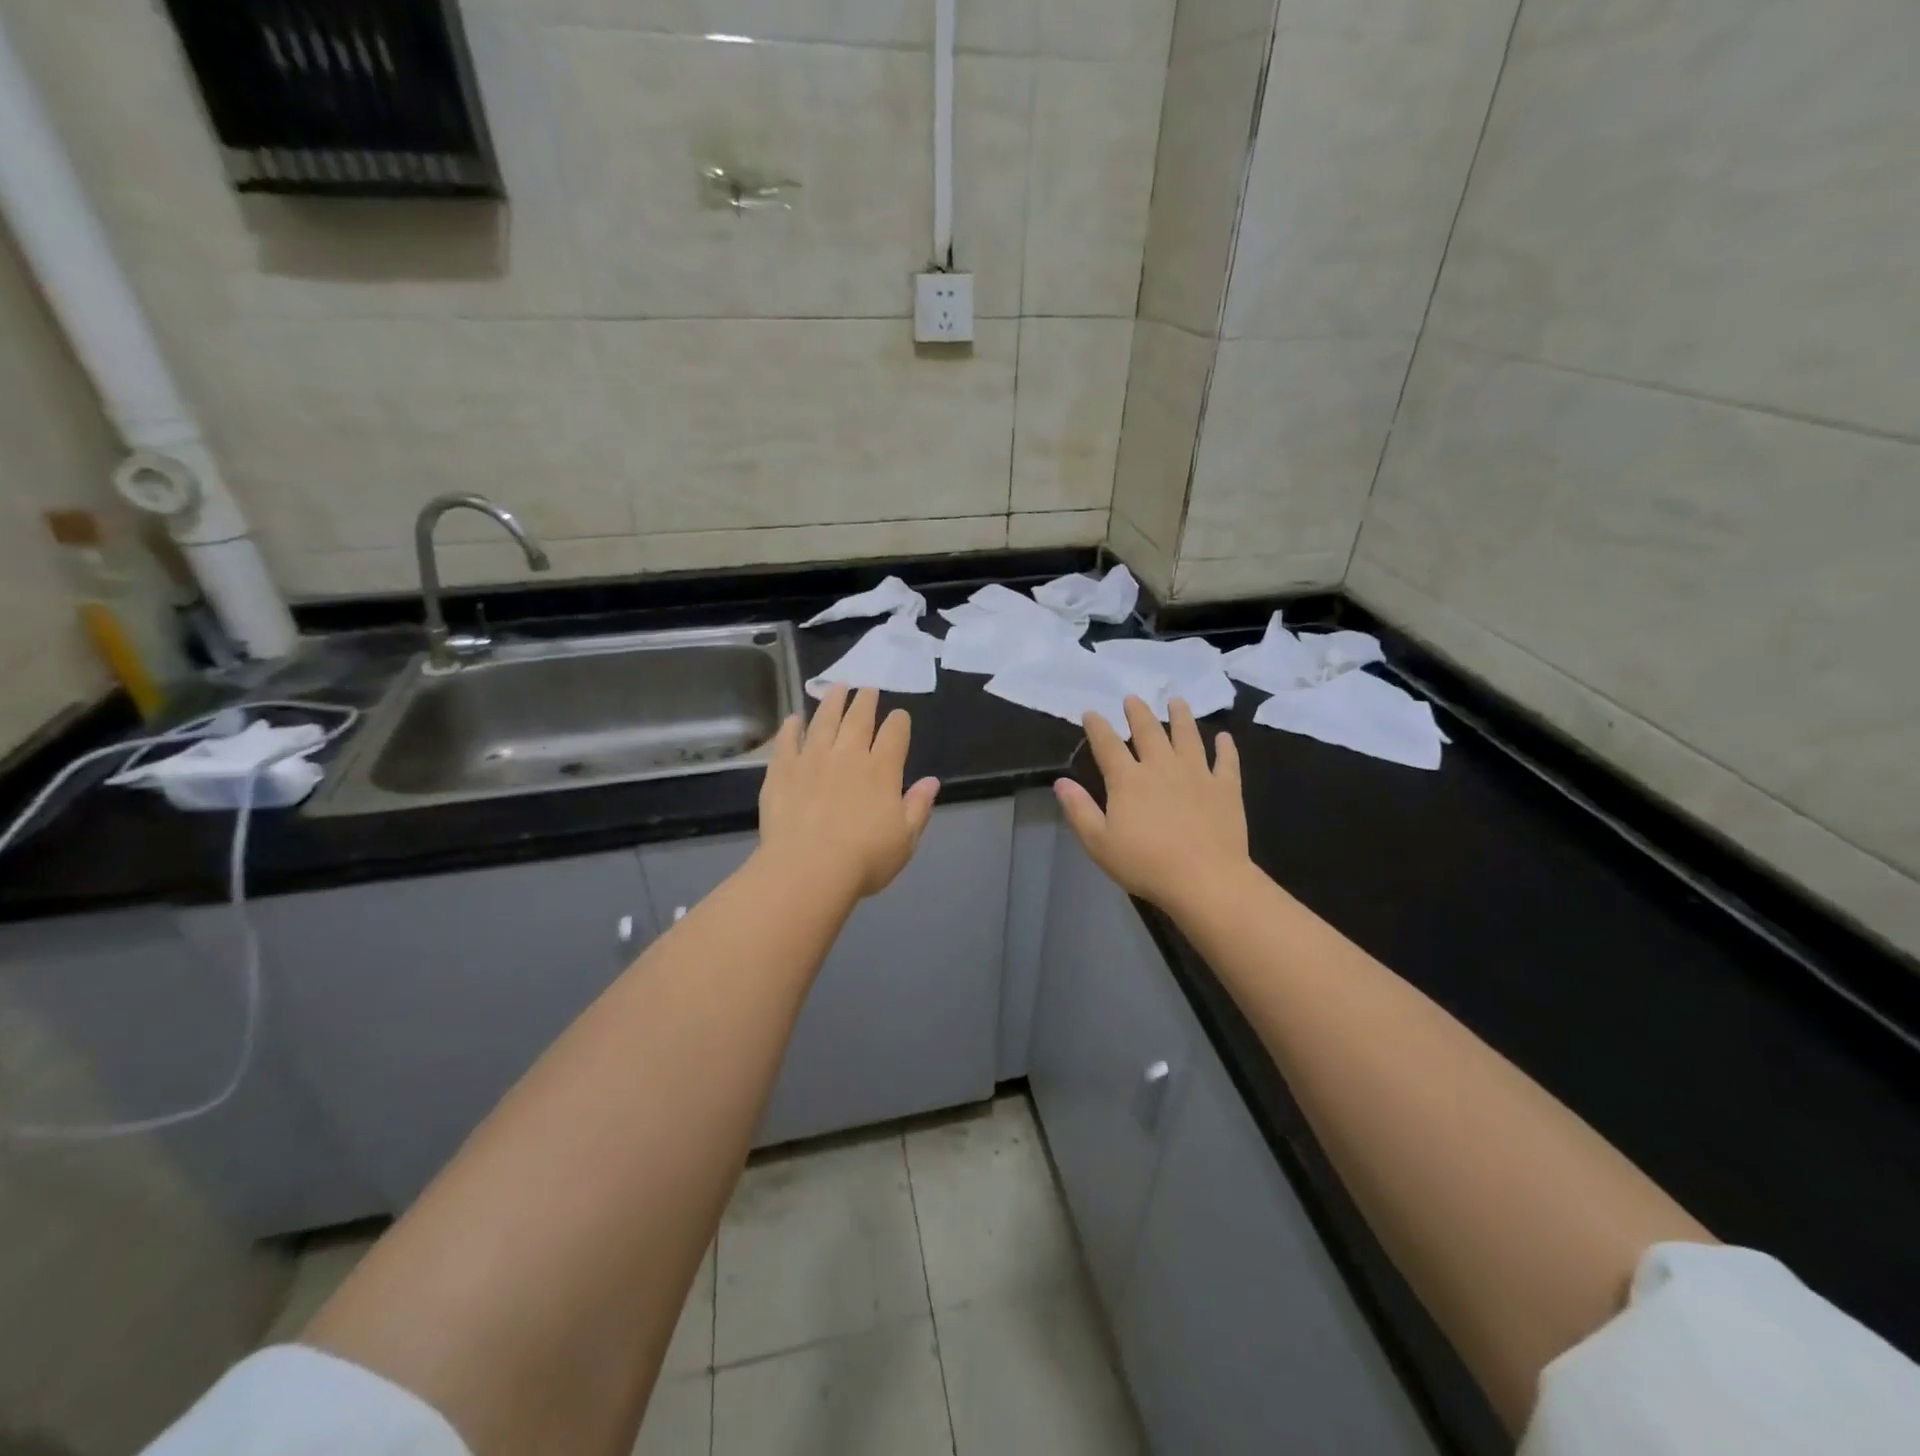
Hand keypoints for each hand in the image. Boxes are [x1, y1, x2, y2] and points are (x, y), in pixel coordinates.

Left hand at [758, 685, 940, 899]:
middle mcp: (848, 755)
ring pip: (824, 721)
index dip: (899, 721)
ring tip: (836, 688)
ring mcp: (812, 759)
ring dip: (832, 702)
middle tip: (867, 688)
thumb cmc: (864, 859)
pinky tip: (794, 719)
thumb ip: (918, 807)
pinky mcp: (782, 770)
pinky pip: (787, 741)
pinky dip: (791, 727)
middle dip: (866, 701)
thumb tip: (932, 781)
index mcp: (882, 770)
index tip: (899, 715)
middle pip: (858, 719)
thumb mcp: (905, 839)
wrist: (808, 869)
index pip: (895, 734)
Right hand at [1055, 696, 1248, 911]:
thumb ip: (1079, 809)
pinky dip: (1225, 747)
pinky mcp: (1225, 788)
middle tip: (1132, 698)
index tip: (1091, 713)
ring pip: (1187, 736)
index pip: (1107, 744)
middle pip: (1148, 731)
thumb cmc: (1145, 864)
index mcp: (1128, 779)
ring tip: (1177, 701)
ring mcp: (1197, 774)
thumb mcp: (1098, 842)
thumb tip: (1061, 782)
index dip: (1097, 726)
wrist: (1205, 879)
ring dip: (1181, 716)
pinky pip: (1226, 761)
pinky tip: (1224, 738)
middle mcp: (1161, 766)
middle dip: (1138, 712)